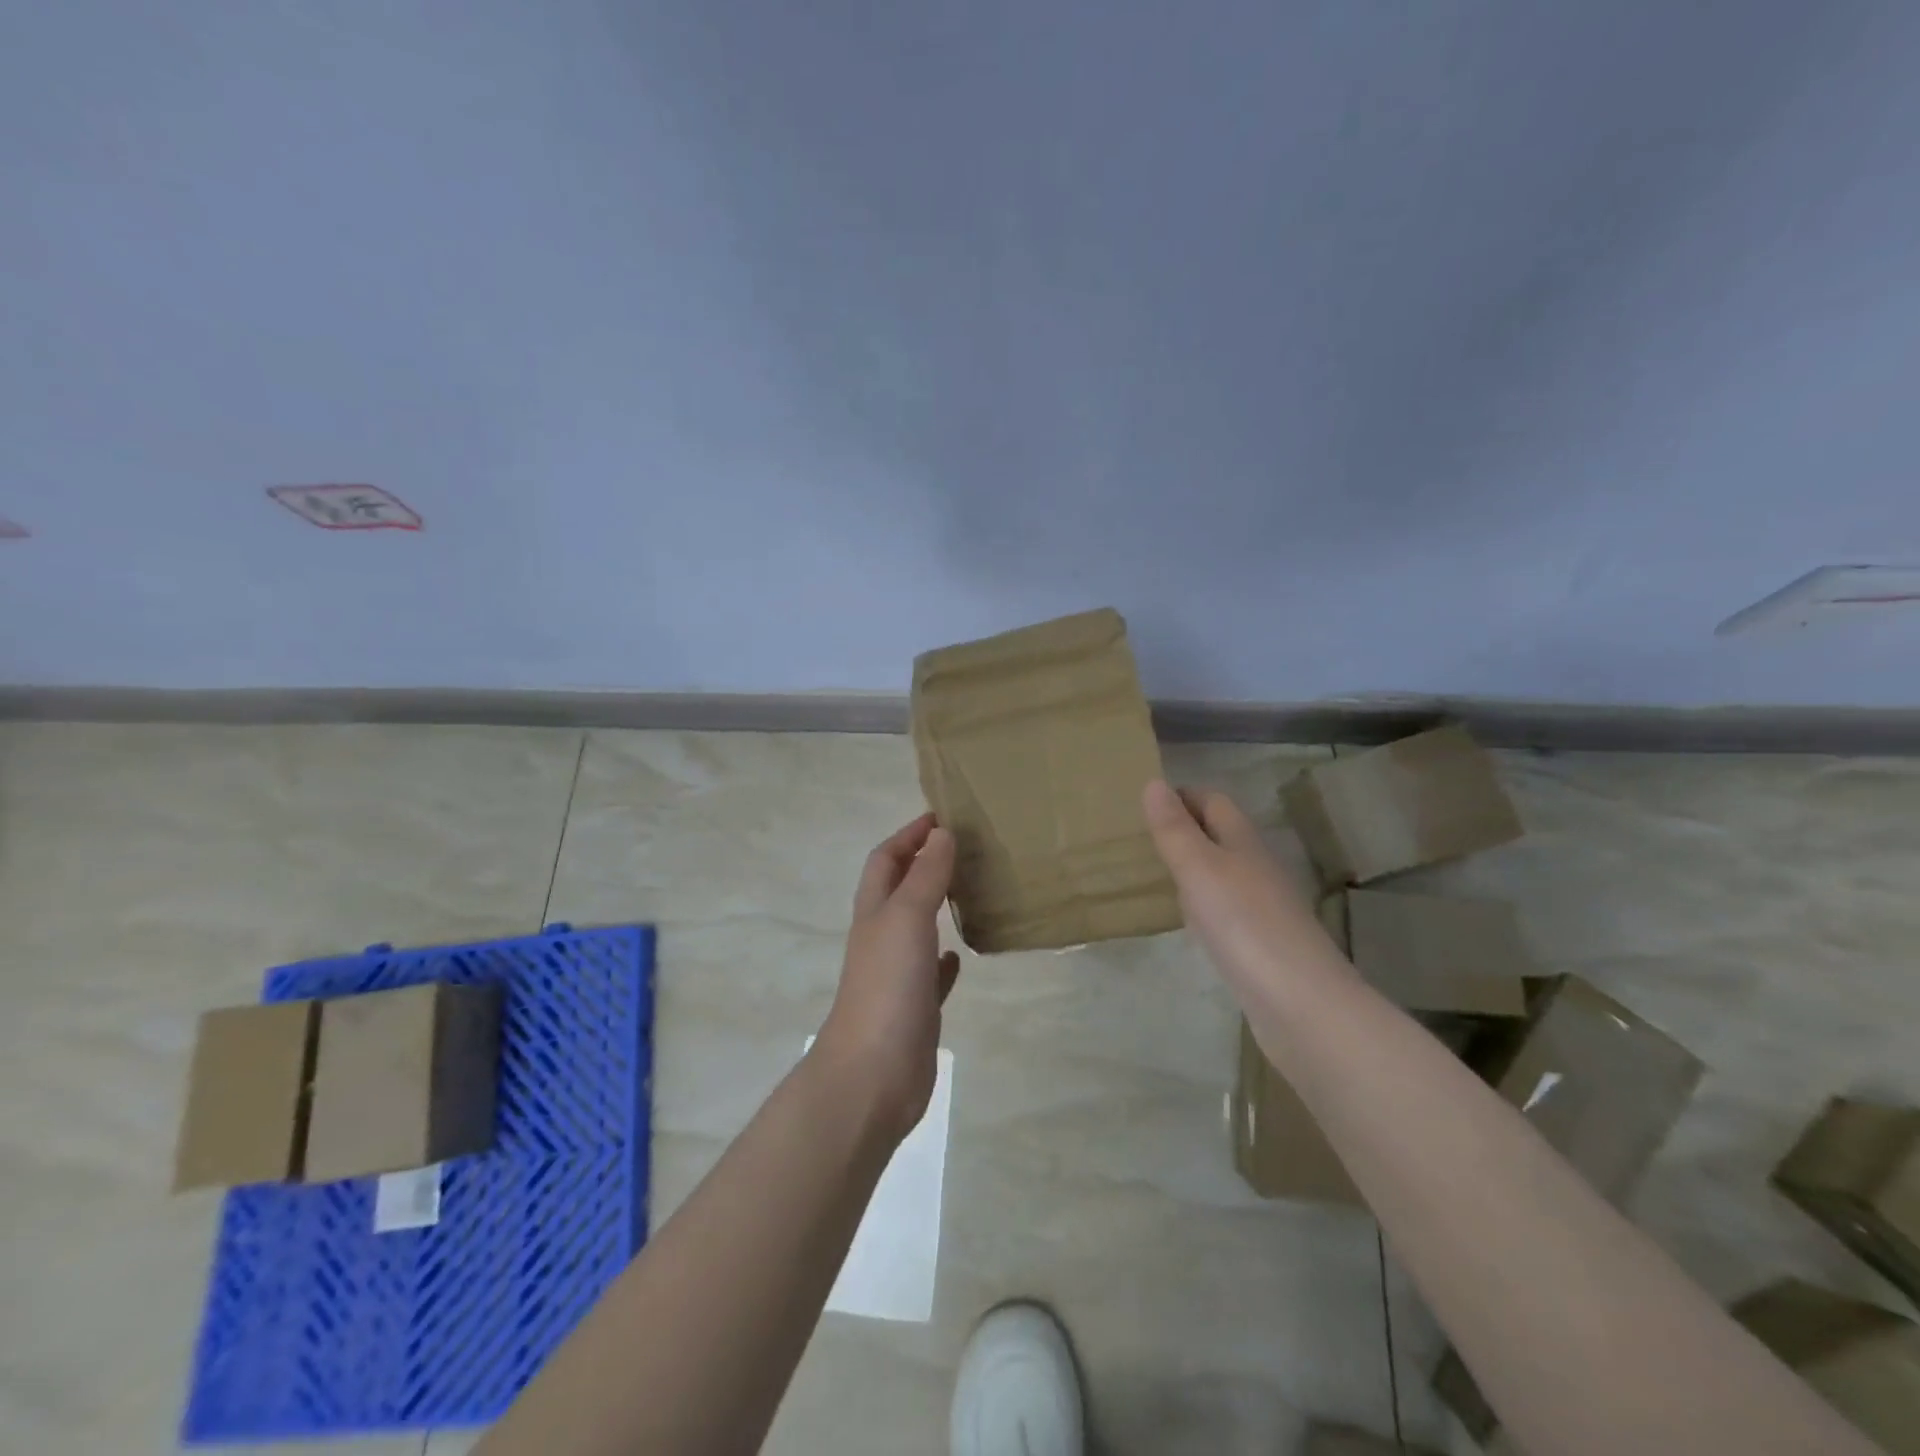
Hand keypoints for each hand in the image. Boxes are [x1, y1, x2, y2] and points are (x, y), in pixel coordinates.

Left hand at [815, 813, 959, 1142]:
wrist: (872, 1075)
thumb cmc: (887, 986)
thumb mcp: (907, 919)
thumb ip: (925, 876)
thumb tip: (941, 832)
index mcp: (874, 912)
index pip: (886, 860)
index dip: (908, 836)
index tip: (940, 816)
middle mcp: (882, 938)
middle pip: (899, 890)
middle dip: (923, 864)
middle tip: (964, 849)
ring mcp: (896, 975)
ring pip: (916, 928)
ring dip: (935, 907)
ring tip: (969, 891)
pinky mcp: (914, 1008)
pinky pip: (930, 973)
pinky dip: (943, 959)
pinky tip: (960, 955)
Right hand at [1142, 780, 1333, 994]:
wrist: (1300, 1003)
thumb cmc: (1244, 924)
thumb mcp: (1199, 869)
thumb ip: (1174, 829)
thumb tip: (1154, 782)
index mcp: (1243, 841)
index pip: (1213, 801)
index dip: (1181, 796)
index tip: (1142, 804)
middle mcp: (1256, 867)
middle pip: (1219, 835)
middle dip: (1183, 829)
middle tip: (1138, 838)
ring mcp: (1262, 906)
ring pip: (1221, 872)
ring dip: (1191, 867)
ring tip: (1151, 873)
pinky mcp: (1260, 942)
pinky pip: (1225, 909)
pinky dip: (1201, 904)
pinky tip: (1185, 920)